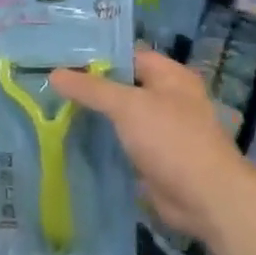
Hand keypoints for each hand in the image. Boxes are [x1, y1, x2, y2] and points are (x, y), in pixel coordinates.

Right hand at [50, 49, 242, 240]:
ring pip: (120, 115)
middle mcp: (168, 98)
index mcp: (170, 76)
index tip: (60, 60)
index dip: (95, 57)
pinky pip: (122, 141)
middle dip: (90, 87)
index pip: (127, 56)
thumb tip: (53, 73)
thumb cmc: (171, 140)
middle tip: (50, 85)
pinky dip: (103, 140)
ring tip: (53, 109)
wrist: (206, 198)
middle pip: (122, 85)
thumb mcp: (127, 106)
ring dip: (94, 115)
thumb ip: (90, 89)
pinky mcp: (153, 156)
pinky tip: (73, 139)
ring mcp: (161, 129)